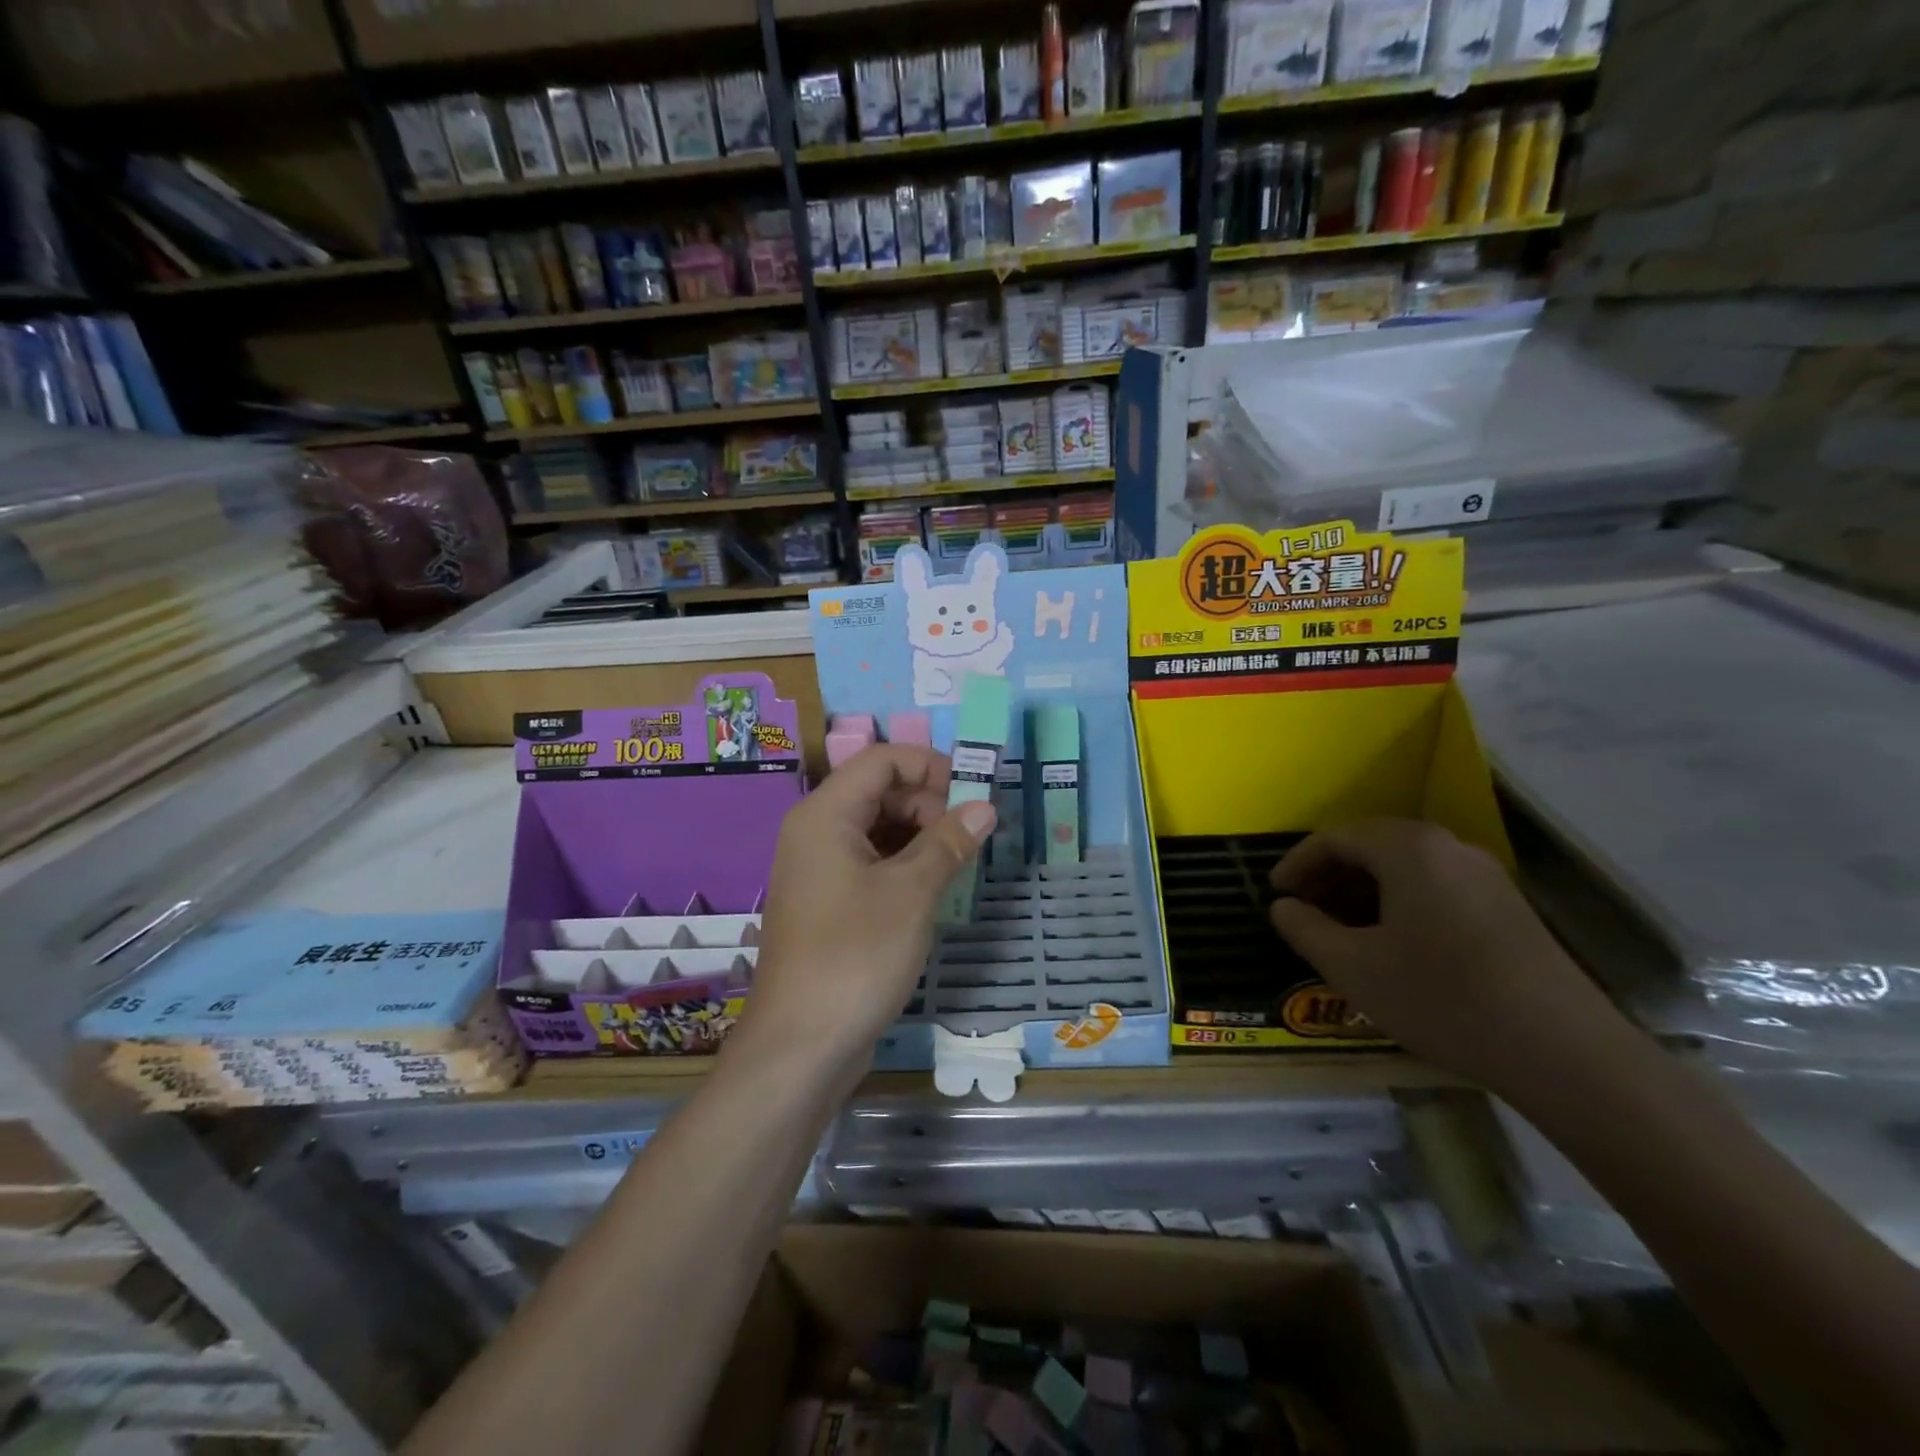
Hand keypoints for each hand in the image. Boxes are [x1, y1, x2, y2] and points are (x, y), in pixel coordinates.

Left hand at [738, 744, 994, 1086]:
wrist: (800, 1046)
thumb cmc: (855, 956)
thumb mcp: (911, 893)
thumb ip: (948, 842)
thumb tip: (984, 807)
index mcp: (825, 815)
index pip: (881, 760)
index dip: (930, 766)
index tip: (974, 795)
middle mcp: (816, 832)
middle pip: (879, 791)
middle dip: (929, 804)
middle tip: (971, 838)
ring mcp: (819, 869)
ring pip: (877, 829)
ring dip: (922, 837)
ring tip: (961, 863)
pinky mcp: (828, 903)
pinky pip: (870, 863)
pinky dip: (905, 865)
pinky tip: (934, 889)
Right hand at [1269, 818, 1635, 1097]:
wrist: (1564, 1052)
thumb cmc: (1440, 997)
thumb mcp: (1352, 967)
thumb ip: (1305, 929)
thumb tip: (1283, 907)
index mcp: (1408, 849)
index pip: (1335, 838)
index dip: (1296, 864)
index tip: (1275, 894)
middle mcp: (1449, 847)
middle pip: (1372, 846)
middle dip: (1329, 876)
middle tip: (1303, 910)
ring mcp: (1485, 876)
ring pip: (1405, 868)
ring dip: (1363, 891)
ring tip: (1340, 929)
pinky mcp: (1508, 907)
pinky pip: (1435, 887)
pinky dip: (1399, 903)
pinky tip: (1391, 943)